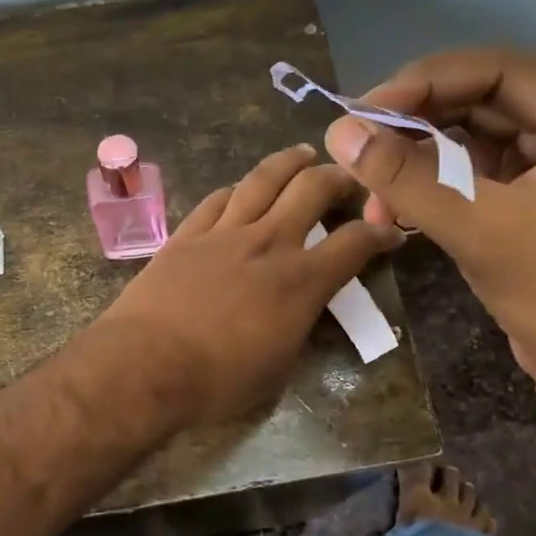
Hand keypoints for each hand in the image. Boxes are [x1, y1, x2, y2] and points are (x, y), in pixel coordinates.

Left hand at [93, 144, 404, 428]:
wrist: (145, 365)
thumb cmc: (218, 381)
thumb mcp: (279, 367)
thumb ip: (299, 326)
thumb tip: (302, 309)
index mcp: (301, 281)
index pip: (354, 243)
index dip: (380, 233)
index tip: (390, 230)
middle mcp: (268, 242)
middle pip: (312, 189)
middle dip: (338, 177)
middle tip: (348, 176)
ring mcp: (224, 232)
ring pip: (263, 180)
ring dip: (288, 163)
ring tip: (301, 154)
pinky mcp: (187, 234)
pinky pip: (218, 199)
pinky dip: (237, 189)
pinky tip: (241, 188)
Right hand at [323, 49, 535, 394]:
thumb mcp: (477, 229)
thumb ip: (405, 177)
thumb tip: (337, 131)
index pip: (497, 71)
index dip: (426, 82)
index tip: (365, 111)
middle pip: (480, 99)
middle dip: (415, 123)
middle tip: (359, 145)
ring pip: (471, 135)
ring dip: (417, 158)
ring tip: (374, 190)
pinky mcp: (532, 191)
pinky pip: (472, 168)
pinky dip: (432, 182)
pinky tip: (395, 205)